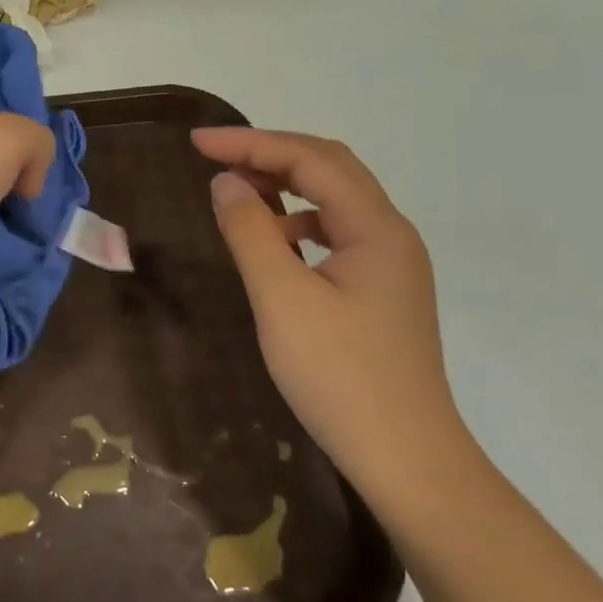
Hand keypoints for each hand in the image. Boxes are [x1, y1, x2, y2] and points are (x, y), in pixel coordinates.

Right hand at [193, 128, 468, 492]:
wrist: (405, 458)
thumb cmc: (340, 376)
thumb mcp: (282, 299)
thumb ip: (250, 232)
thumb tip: (226, 182)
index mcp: (376, 229)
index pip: (312, 160)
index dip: (252, 143)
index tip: (197, 143)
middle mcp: (391, 234)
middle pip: (331, 168)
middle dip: (270, 153)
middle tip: (214, 156)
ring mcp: (389, 263)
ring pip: (335, 199)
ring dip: (285, 184)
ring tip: (238, 191)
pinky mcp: (380, 289)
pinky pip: (335, 232)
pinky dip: (297, 221)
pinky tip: (272, 242)